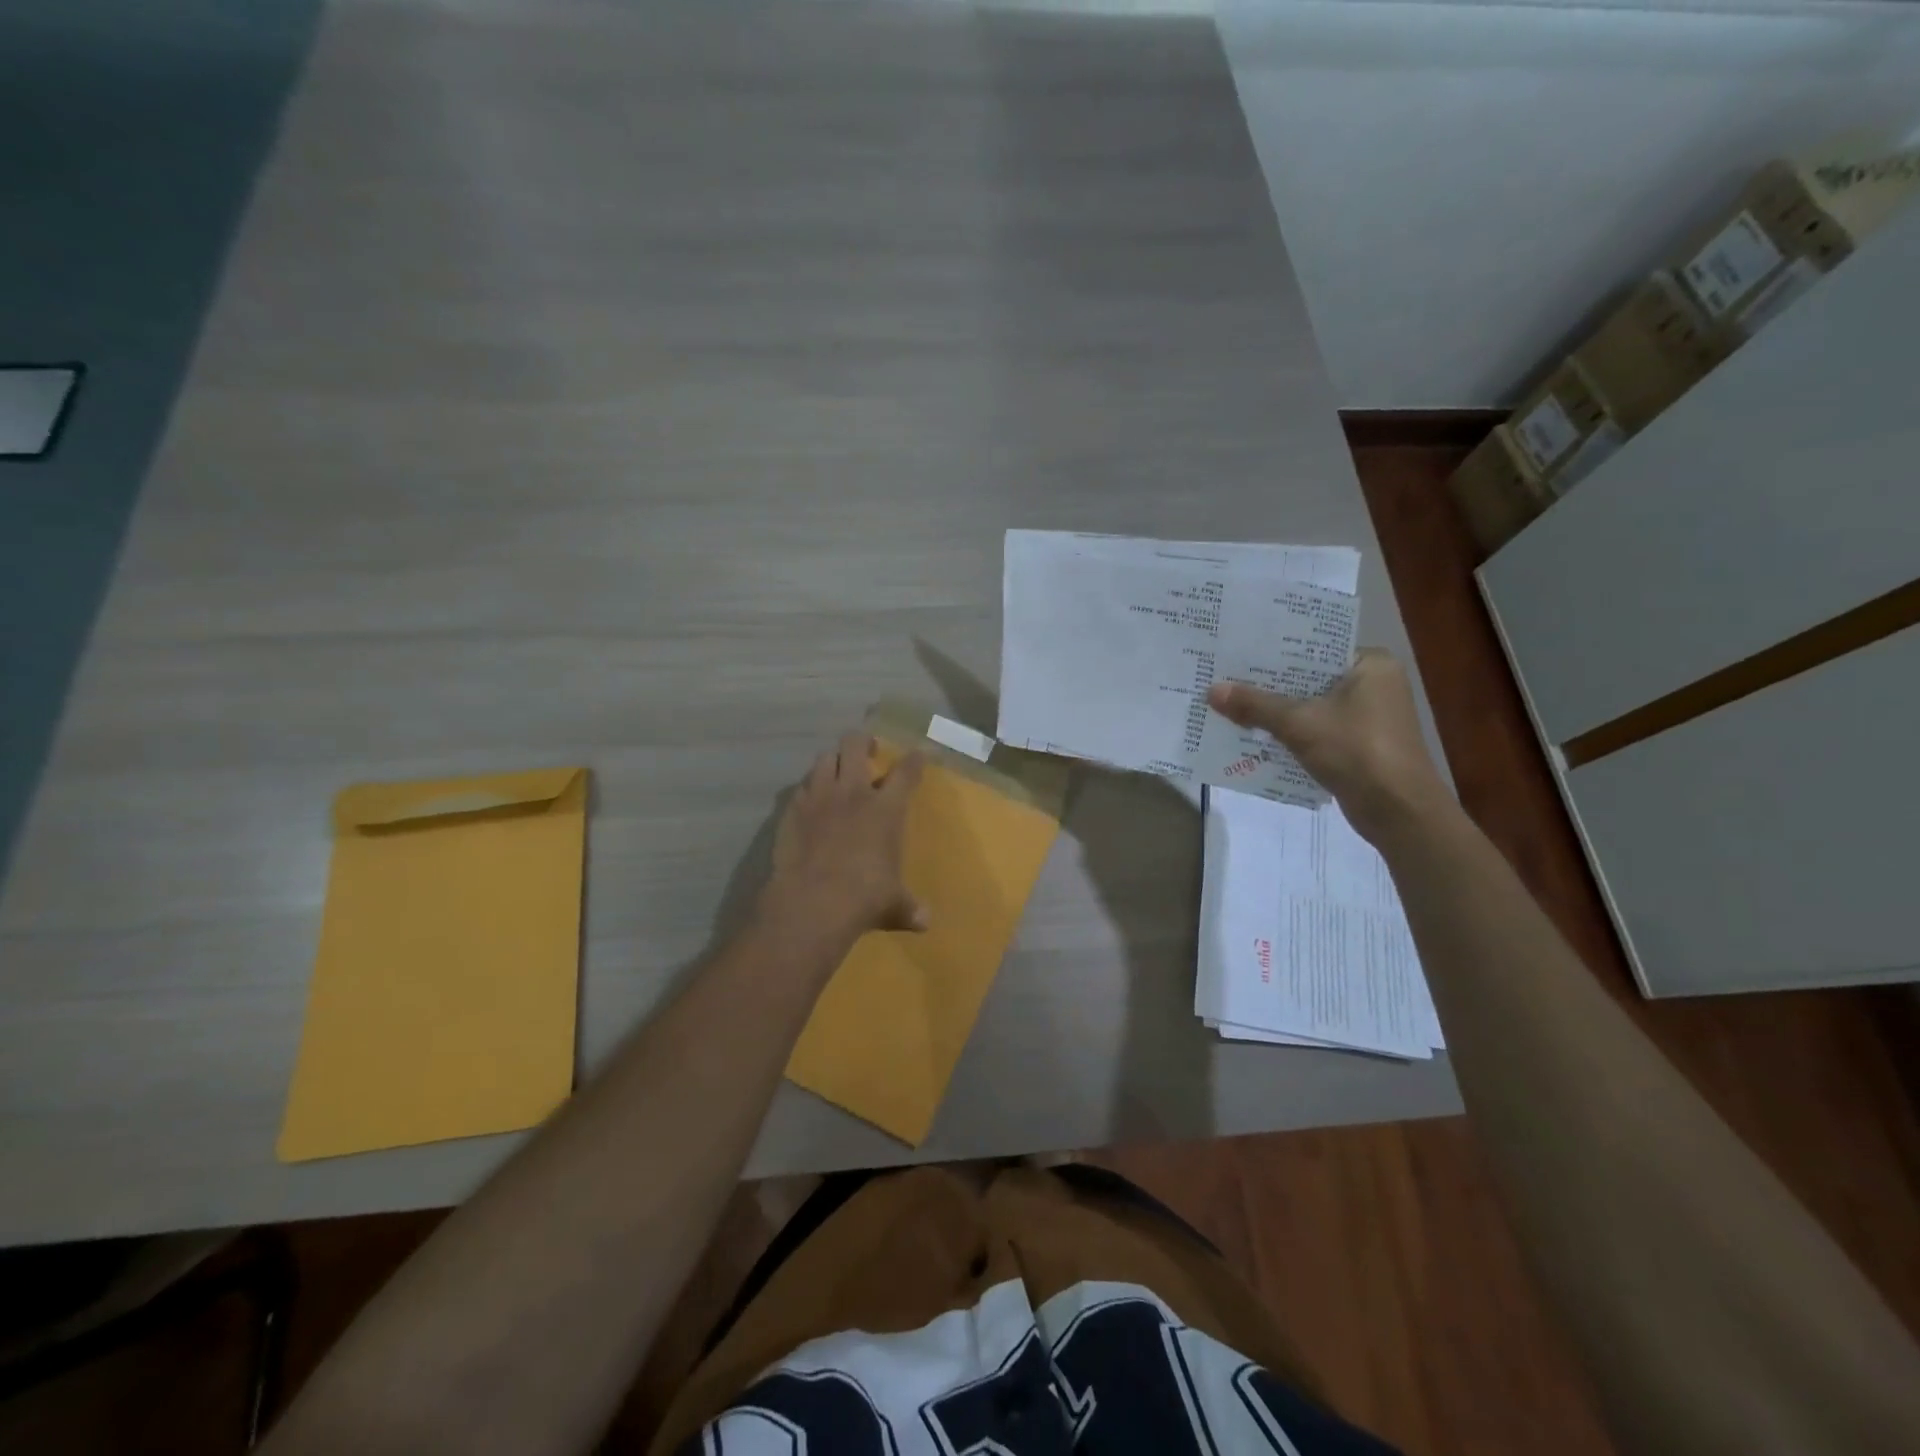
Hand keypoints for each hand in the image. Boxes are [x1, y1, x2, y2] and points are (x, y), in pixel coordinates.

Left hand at [764, 730, 926, 941]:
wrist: (812, 902)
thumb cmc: (864, 897)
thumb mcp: (893, 904)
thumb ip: (909, 908)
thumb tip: (925, 922)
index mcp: (885, 808)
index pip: (906, 772)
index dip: (915, 760)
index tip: (919, 754)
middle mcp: (853, 792)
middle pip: (855, 745)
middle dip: (863, 741)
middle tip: (868, 750)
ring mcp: (819, 797)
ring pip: (824, 758)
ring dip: (833, 761)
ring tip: (837, 771)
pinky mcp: (791, 810)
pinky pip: (801, 787)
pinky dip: (809, 789)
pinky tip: (811, 802)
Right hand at [1207, 649, 1451, 845]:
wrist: (1399, 812)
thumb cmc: (1356, 751)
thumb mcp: (1299, 724)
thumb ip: (1255, 705)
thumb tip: (1211, 690)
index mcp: (1371, 664)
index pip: (1314, 648)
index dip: (1274, 652)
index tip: (1237, 651)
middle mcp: (1375, 684)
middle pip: (1309, 678)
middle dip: (1270, 684)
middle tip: (1225, 677)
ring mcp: (1369, 717)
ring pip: (1311, 706)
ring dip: (1276, 711)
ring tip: (1230, 704)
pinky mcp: (1360, 745)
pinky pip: (1316, 729)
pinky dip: (1290, 733)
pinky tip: (1254, 735)